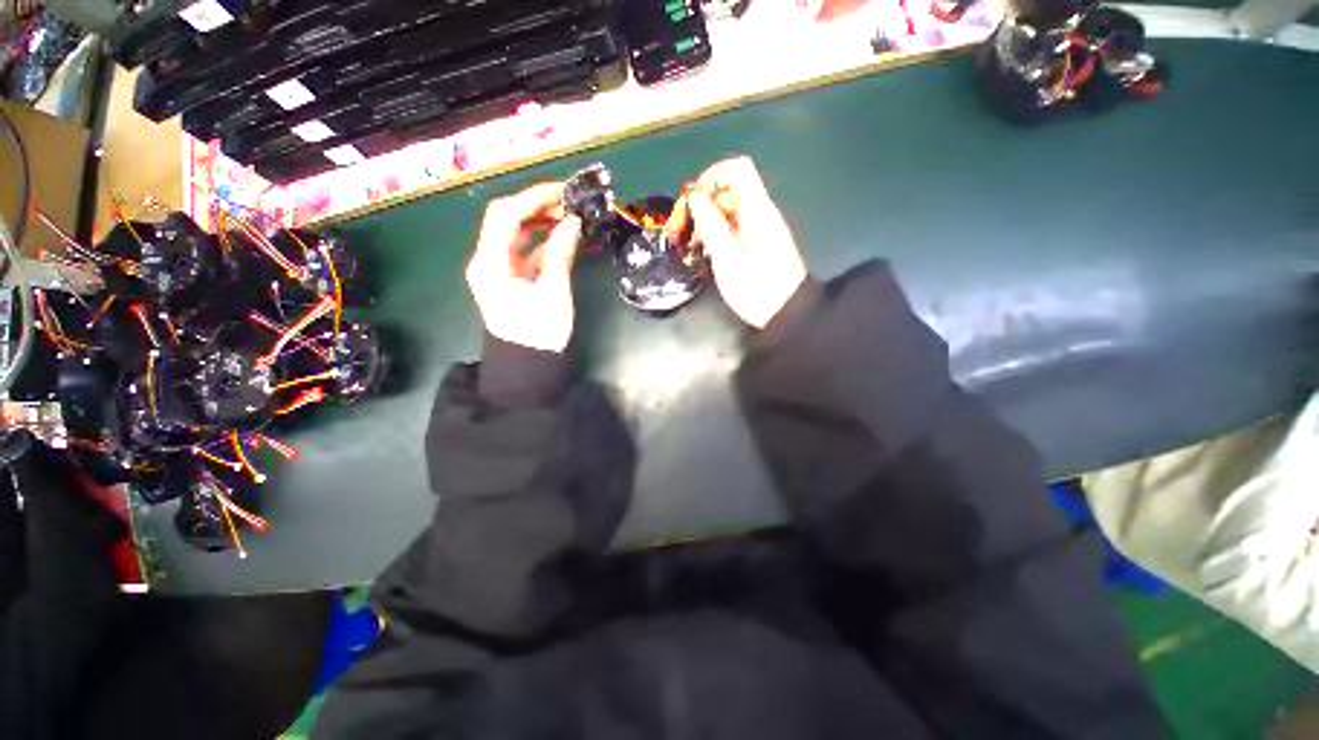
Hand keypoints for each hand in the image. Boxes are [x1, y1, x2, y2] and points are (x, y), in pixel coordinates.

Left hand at [466, 183, 582, 352]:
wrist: (529, 367)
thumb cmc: (541, 333)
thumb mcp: (554, 292)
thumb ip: (561, 253)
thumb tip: (573, 222)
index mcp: (489, 263)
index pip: (505, 215)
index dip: (532, 198)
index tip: (563, 191)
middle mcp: (486, 261)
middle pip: (506, 220)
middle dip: (537, 207)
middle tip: (569, 203)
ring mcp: (497, 270)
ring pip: (515, 235)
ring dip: (540, 223)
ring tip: (569, 217)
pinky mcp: (510, 280)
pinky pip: (523, 252)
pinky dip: (542, 243)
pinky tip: (563, 239)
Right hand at [672, 156, 807, 328]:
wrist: (787, 314)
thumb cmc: (757, 289)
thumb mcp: (727, 257)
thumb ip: (709, 222)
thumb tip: (693, 193)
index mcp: (757, 210)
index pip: (736, 169)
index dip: (710, 177)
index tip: (691, 202)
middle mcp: (759, 213)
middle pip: (726, 191)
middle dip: (699, 206)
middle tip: (679, 231)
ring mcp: (759, 229)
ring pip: (726, 211)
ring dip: (703, 223)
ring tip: (688, 247)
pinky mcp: (757, 244)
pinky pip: (732, 228)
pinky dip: (714, 235)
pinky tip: (704, 254)